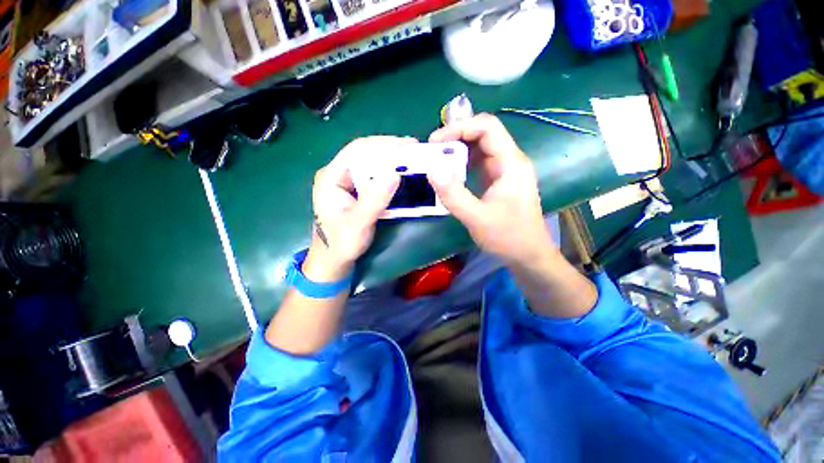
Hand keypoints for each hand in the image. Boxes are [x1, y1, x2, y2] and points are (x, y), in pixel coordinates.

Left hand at [303, 137, 409, 281]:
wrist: (334, 258)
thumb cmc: (341, 244)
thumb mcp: (358, 225)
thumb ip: (374, 201)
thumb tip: (394, 175)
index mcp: (331, 177)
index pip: (357, 151)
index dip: (382, 145)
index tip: (406, 146)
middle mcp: (338, 174)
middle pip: (364, 153)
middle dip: (389, 149)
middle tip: (414, 149)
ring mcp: (347, 181)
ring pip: (370, 162)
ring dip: (391, 159)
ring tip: (412, 157)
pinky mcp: (356, 189)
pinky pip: (374, 174)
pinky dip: (389, 171)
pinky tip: (402, 172)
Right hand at [427, 114, 553, 265]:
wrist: (528, 254)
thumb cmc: (508, 237)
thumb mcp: (477, 218)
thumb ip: (453, 195)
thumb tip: (431, 171)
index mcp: (511, 163)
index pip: (487, 127)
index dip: (460, 127)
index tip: (435, 141)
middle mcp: (510, 161)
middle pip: (484, 134)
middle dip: (456, 137)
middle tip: (433, 150)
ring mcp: (505, 170)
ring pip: (480, 148)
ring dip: (458, 150)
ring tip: (437, 159)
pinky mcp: (499, 180)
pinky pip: (479, 163)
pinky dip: (462, 163)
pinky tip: (450, 172)